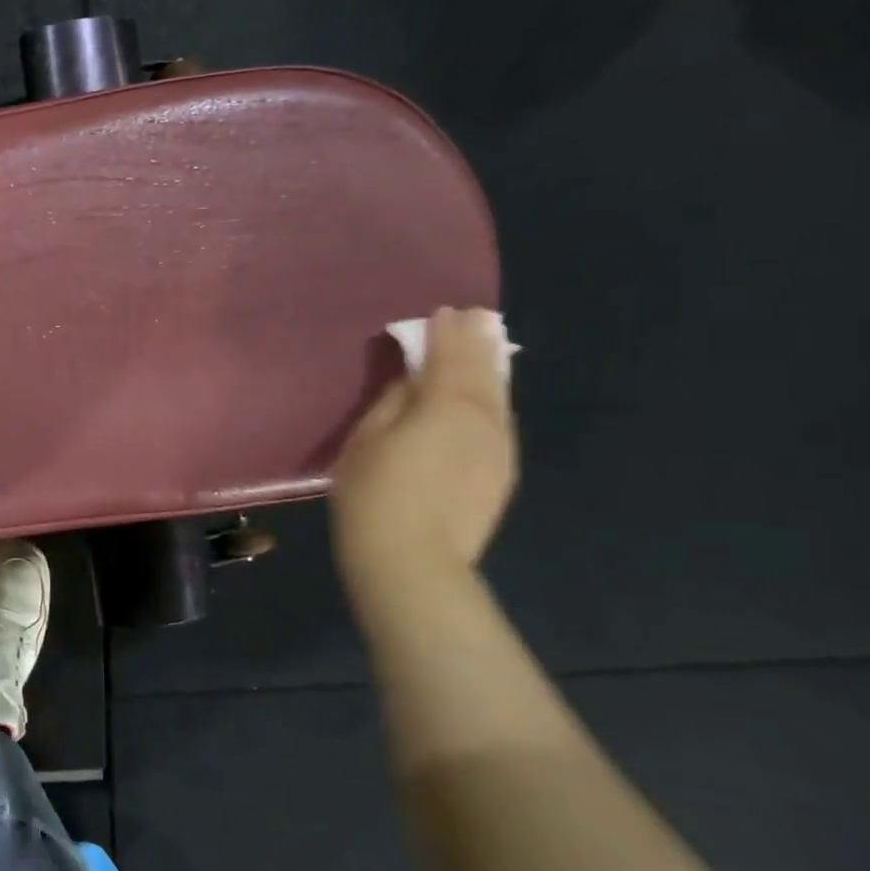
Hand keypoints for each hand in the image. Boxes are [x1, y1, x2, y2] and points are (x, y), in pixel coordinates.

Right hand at [330, 308, 517, 597]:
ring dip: (490, 368)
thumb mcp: (368, 437)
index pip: (450, 356)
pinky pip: (498, 421)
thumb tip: (412, 381)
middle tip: (475, 317)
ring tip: (484, 346)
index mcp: (447, 404)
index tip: (444, 311)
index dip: (445, 332)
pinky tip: (483, 396)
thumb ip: (394, 401)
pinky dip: (491, 399)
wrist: (412, 559)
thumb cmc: (374, 492)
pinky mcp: (502, 472)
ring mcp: (499, 447)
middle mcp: (485, 419)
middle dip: (477, 342)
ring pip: (498, 396)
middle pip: (484, 371)